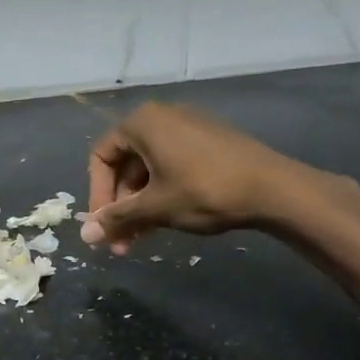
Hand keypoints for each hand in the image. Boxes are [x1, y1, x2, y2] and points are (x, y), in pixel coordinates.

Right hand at [80, 102, 359, 253]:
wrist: (274, 188)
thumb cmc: (204, 191)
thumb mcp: (154, 207)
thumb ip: (117, 218)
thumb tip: (85, 236)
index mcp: (142, 123)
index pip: (101, 157)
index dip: (97, 194)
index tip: (103, 225)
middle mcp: (161, 118)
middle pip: (126, 165)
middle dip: (120, 206)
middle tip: (120, 242)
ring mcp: (188, 129)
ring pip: (149, 170)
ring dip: (139, 206)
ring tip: (139, 241)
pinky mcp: (208, 143)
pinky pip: (171, 167)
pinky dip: (161, 194)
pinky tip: (163, 223)